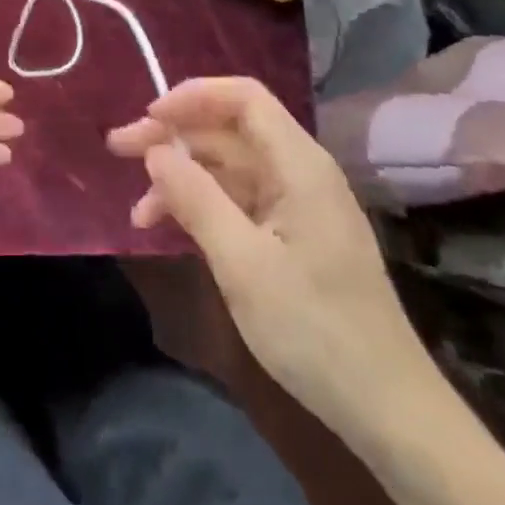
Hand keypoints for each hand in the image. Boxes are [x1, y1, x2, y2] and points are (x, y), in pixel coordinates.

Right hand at [107, 76, 425, 422]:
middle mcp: (299, 171)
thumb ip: (196, 199)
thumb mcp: (243, 264)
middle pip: (229, 131)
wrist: (386, 408)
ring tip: (137, 209)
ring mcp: (296, 203)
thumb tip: (156, 150)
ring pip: (228, 167)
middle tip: (118, 149)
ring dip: (181, 177)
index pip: (244, 98)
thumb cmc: (315, 330)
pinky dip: (201, 206)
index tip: (149, 117)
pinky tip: (167, 229)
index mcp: (299, 164)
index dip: (193, 96)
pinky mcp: (291, 234)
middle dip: (174, 136)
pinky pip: (238, 200)